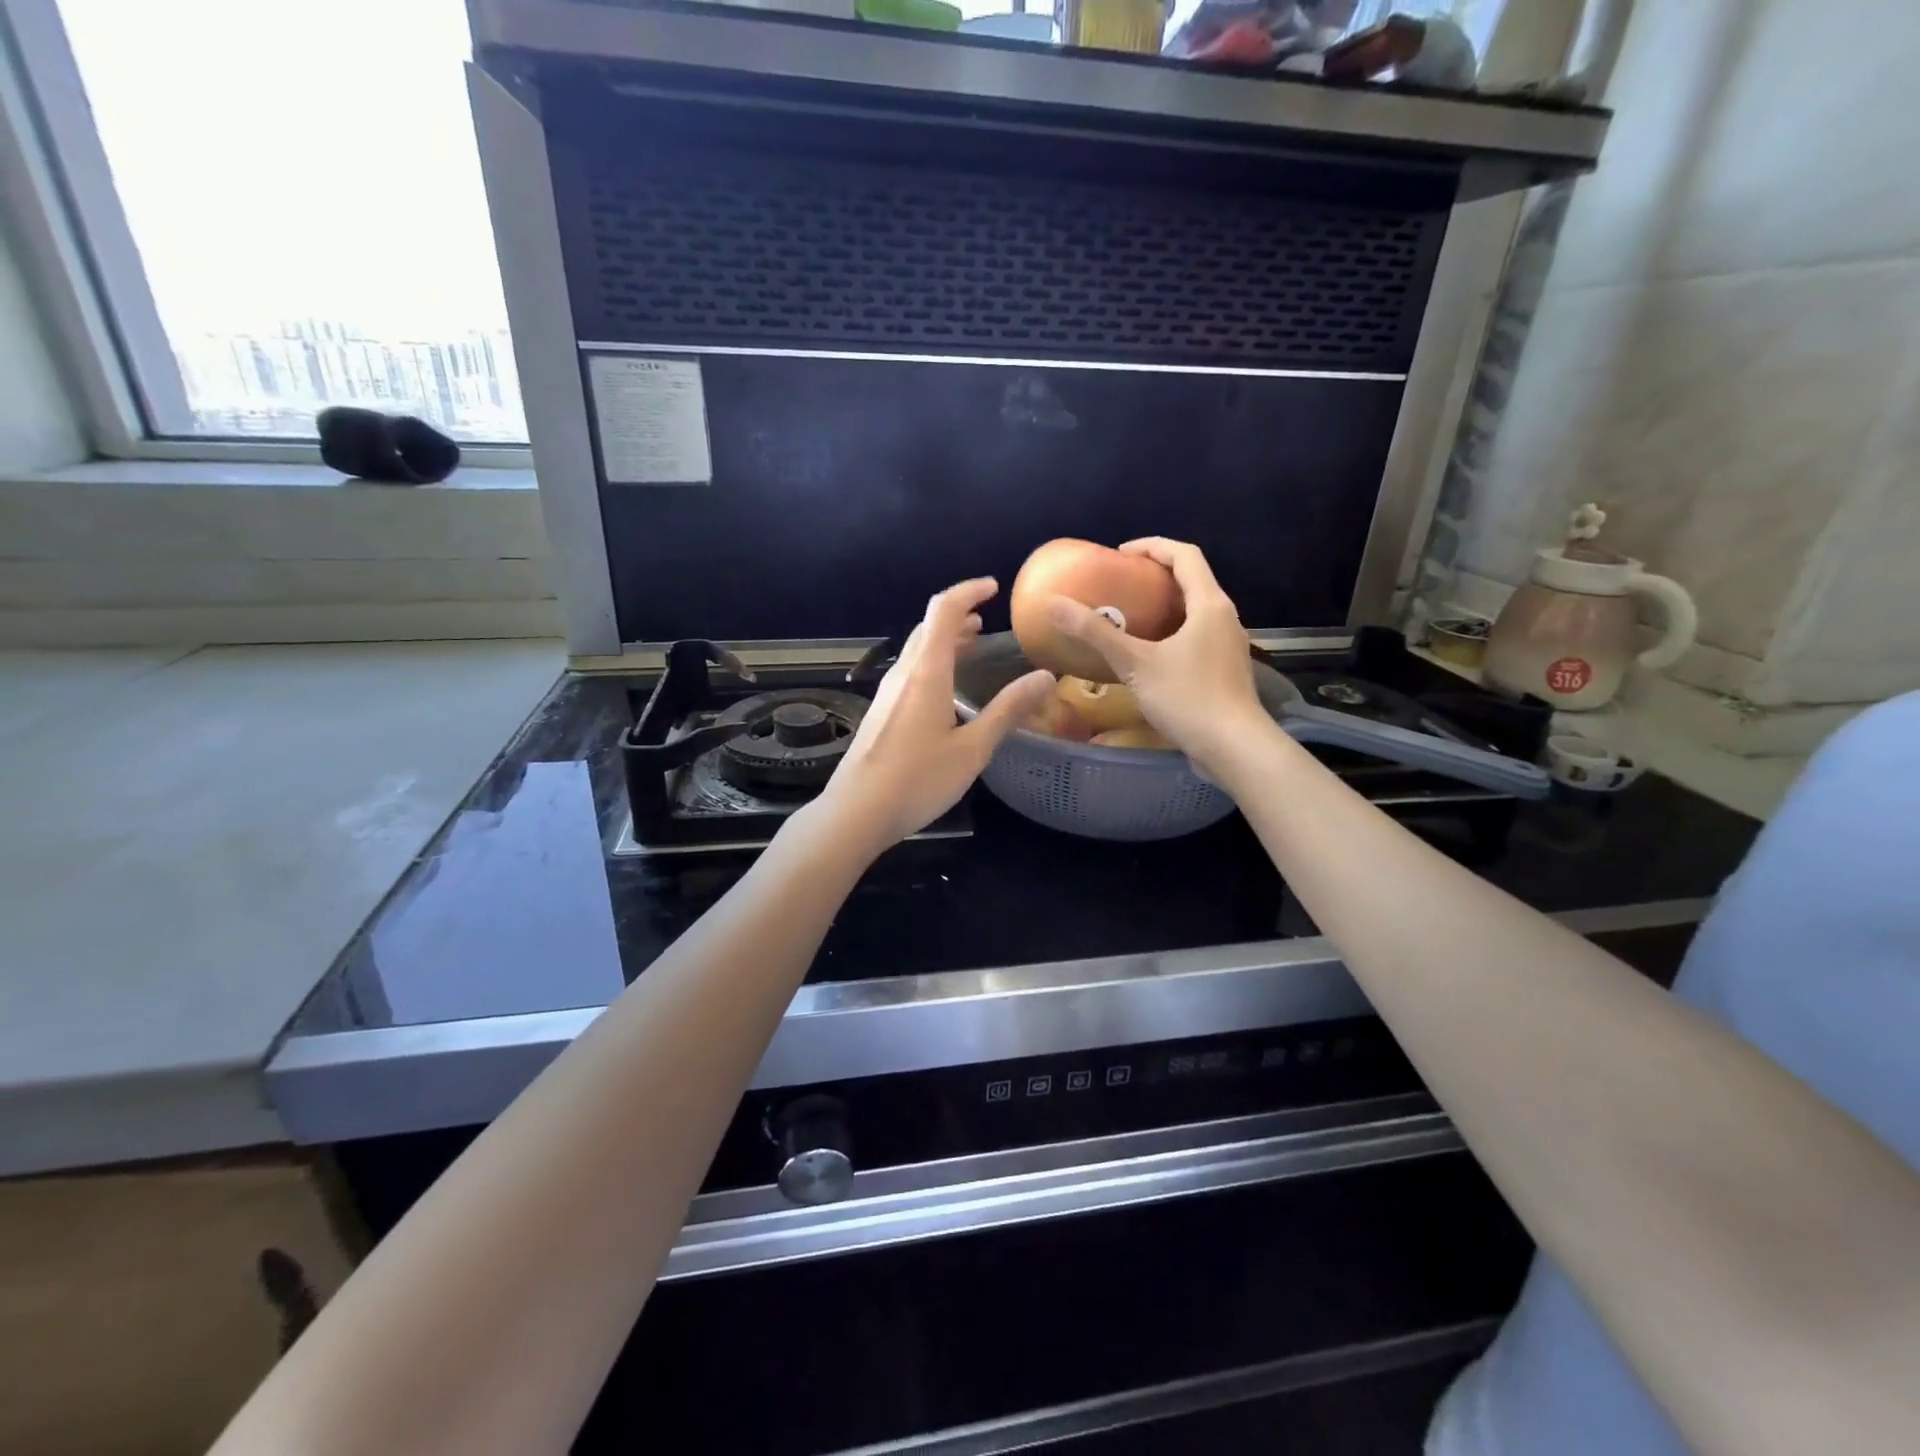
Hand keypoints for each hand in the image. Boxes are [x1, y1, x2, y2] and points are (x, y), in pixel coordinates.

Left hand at [814, 578, 1054, 853]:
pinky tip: (947, 689)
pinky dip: (934, 663)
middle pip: (928, 627)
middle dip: (958, 616)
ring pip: (917, 651)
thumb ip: (1007, 710)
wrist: (856, 812)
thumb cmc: (918, 780)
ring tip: (972, 646)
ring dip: (944, 640)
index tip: (994, 588)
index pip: (944, 610)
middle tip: (986, 620)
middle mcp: (903, 674)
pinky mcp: (881, 713)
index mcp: (926, 673)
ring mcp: (887, 694)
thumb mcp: (972, 749)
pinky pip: (910, 672)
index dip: (968, 591)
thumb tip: (1045, 676)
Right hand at [1044, 538, 1268, 773]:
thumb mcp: (1135, 663)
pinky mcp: (1225, 671)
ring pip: (1195, 611)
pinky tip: (1148, 656)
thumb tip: (1053, 603)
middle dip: (1156, 576)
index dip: (1152, 546)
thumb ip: (1095, 633)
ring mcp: (1228, 646)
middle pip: (1192, 580)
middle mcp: (1225, 618)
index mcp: (1209, 604)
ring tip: (1130, 617)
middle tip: (1120, 584)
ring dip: (1165, 606)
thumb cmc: (1188, 698)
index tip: (1120, 554)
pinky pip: (1196, 637)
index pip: (1184, 555)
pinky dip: (1172, 633)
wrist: (1235, 749)